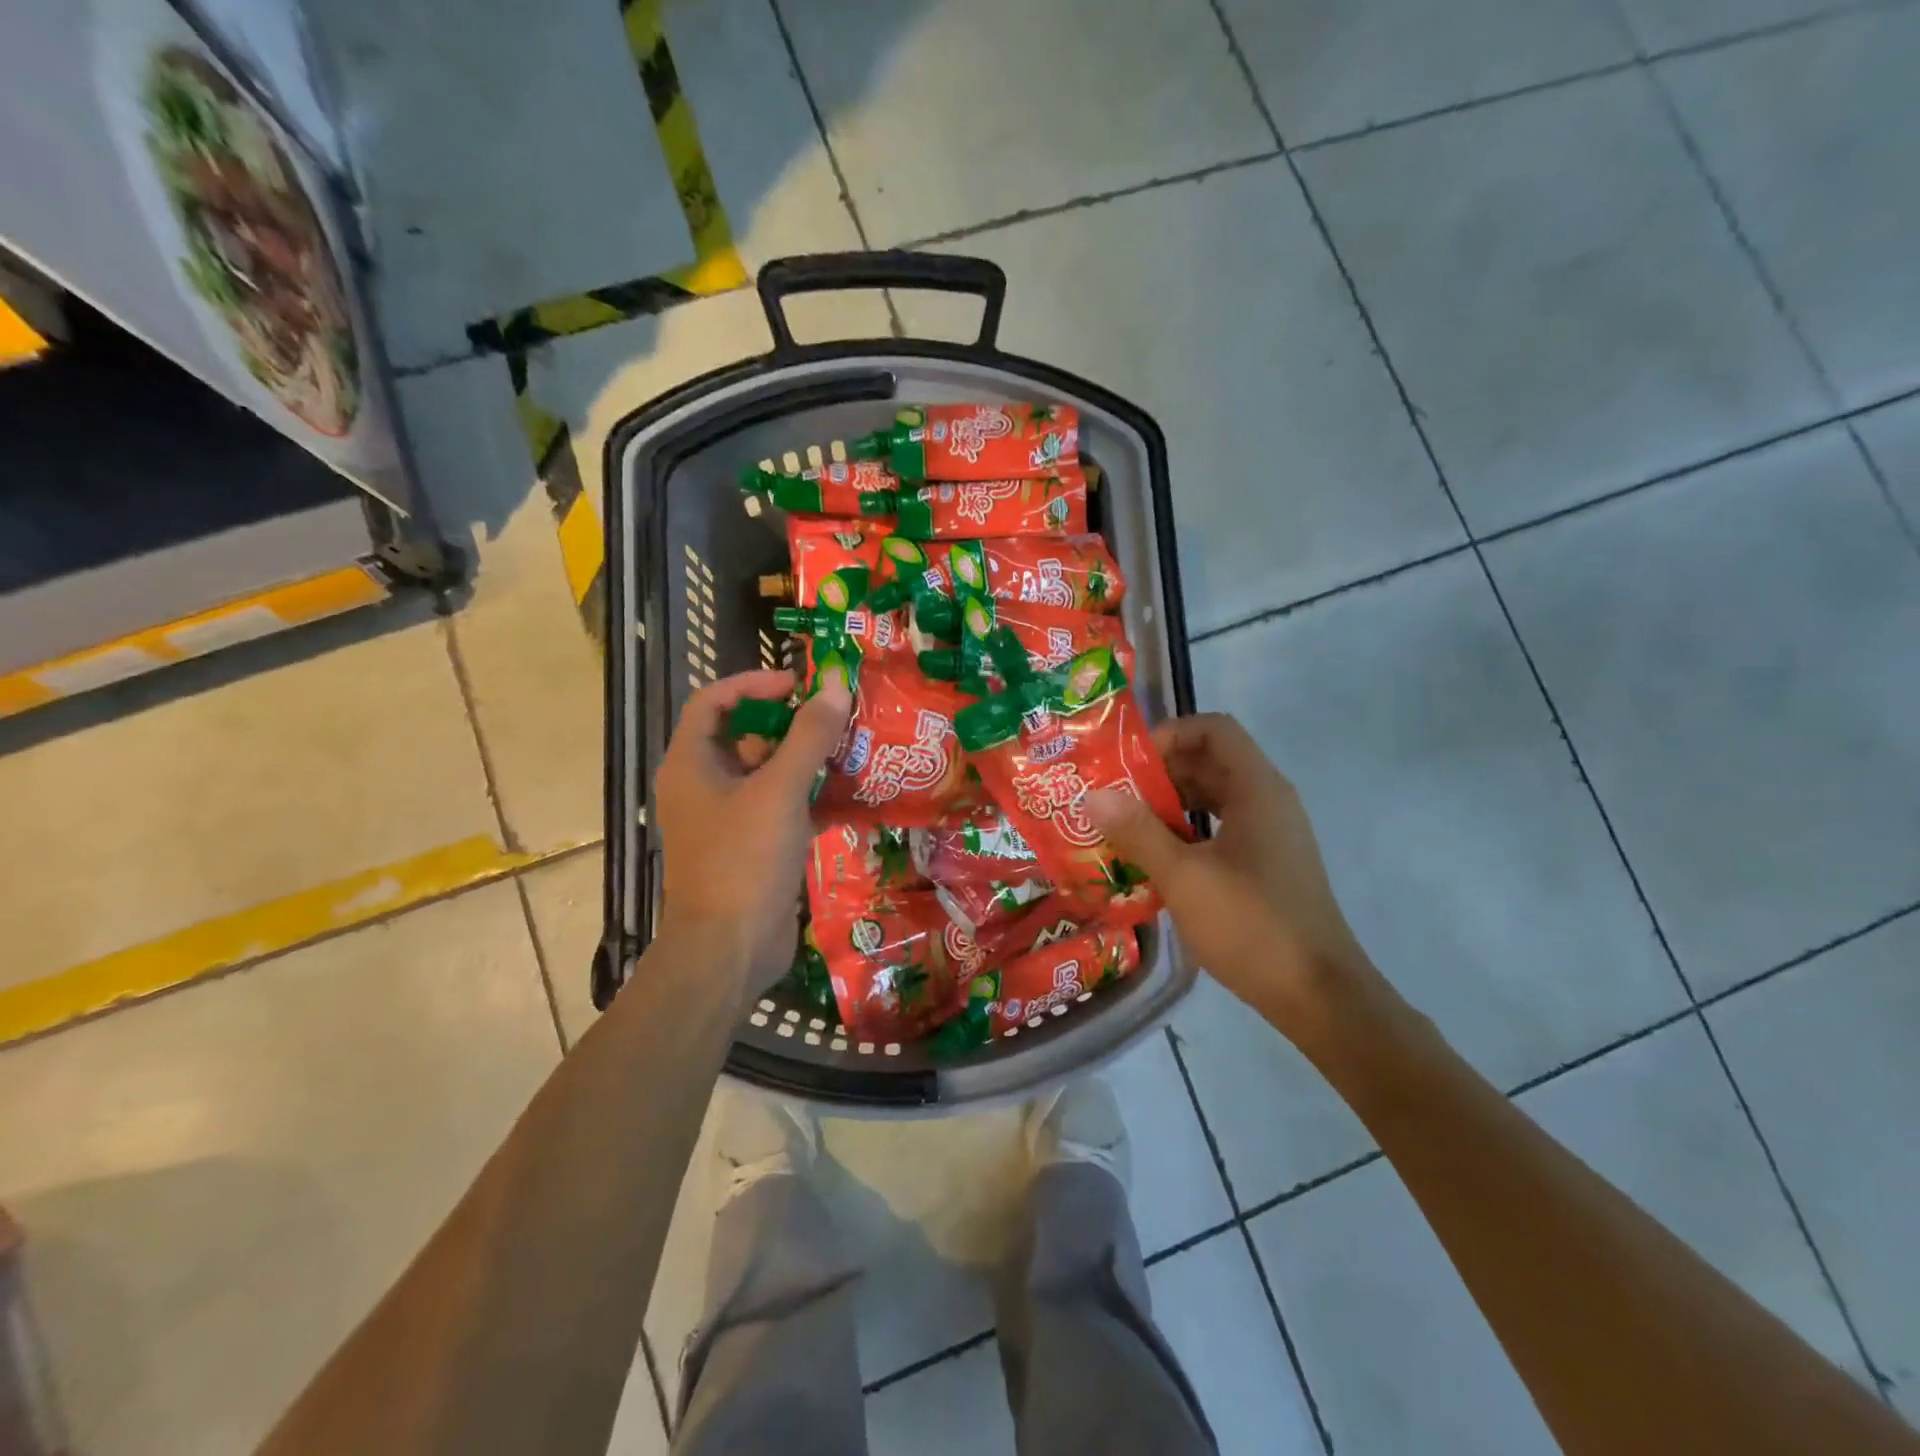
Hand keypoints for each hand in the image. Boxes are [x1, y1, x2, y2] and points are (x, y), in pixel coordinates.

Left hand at [655, 670, 851, 996]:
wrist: (730, 949)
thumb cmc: (744, 860)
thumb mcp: (779, 791)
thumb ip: (808, 737)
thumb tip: (833, 685)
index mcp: (692, 763)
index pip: (714, 701)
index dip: (754, 683)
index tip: (798, 685)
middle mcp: (703, 785)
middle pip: (745, 736)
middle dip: (790, 724)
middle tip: (835, 717)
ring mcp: (726, 818)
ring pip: (766, 773)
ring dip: (805, 761)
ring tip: (850, 750)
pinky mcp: (750, 846)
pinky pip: (779, 807)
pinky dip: (808, 798)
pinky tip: (848, 797)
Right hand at [1086, 714, 1382, 1041]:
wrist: (1317, 996)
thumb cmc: (1252, 925)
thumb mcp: (1184, 877)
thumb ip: (1137, 831)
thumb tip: (1092, 794)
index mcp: (1257, 789)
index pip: (1213, 729)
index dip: (1169, 735)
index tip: (1129, 766)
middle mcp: (1267, 802)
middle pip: (1209, 762)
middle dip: (1159, 773)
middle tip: (1113, 797)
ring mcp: (1269, 835)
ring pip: (1212, 798)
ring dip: (1168, 805)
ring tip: (1123, 827)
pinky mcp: (1264, 866)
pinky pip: (1218, 830)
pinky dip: (1185, 834)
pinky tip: (1154, 861)